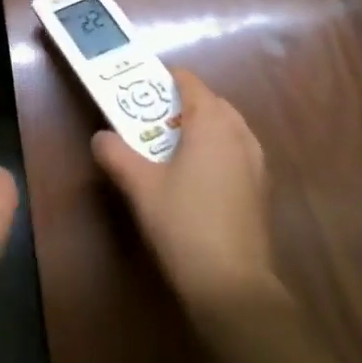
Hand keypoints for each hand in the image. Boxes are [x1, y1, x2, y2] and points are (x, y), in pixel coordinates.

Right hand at [92, 69, 285, 318]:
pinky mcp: (261, 189)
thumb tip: (101, 137)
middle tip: (150, 119)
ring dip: (202, 128)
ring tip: (171, 146)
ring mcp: (256, 162)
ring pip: (228, 128)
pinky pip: (236, 152)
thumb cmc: (183, 223)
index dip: (166, 79)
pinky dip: (216, 150)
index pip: (191, 83)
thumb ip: (116, 154)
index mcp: (212, 123)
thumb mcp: (139, 186)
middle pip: (212, 103)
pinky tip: (195, 177)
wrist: (231, 283)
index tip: (142, 86)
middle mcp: (240, 134)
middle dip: (183, 104)